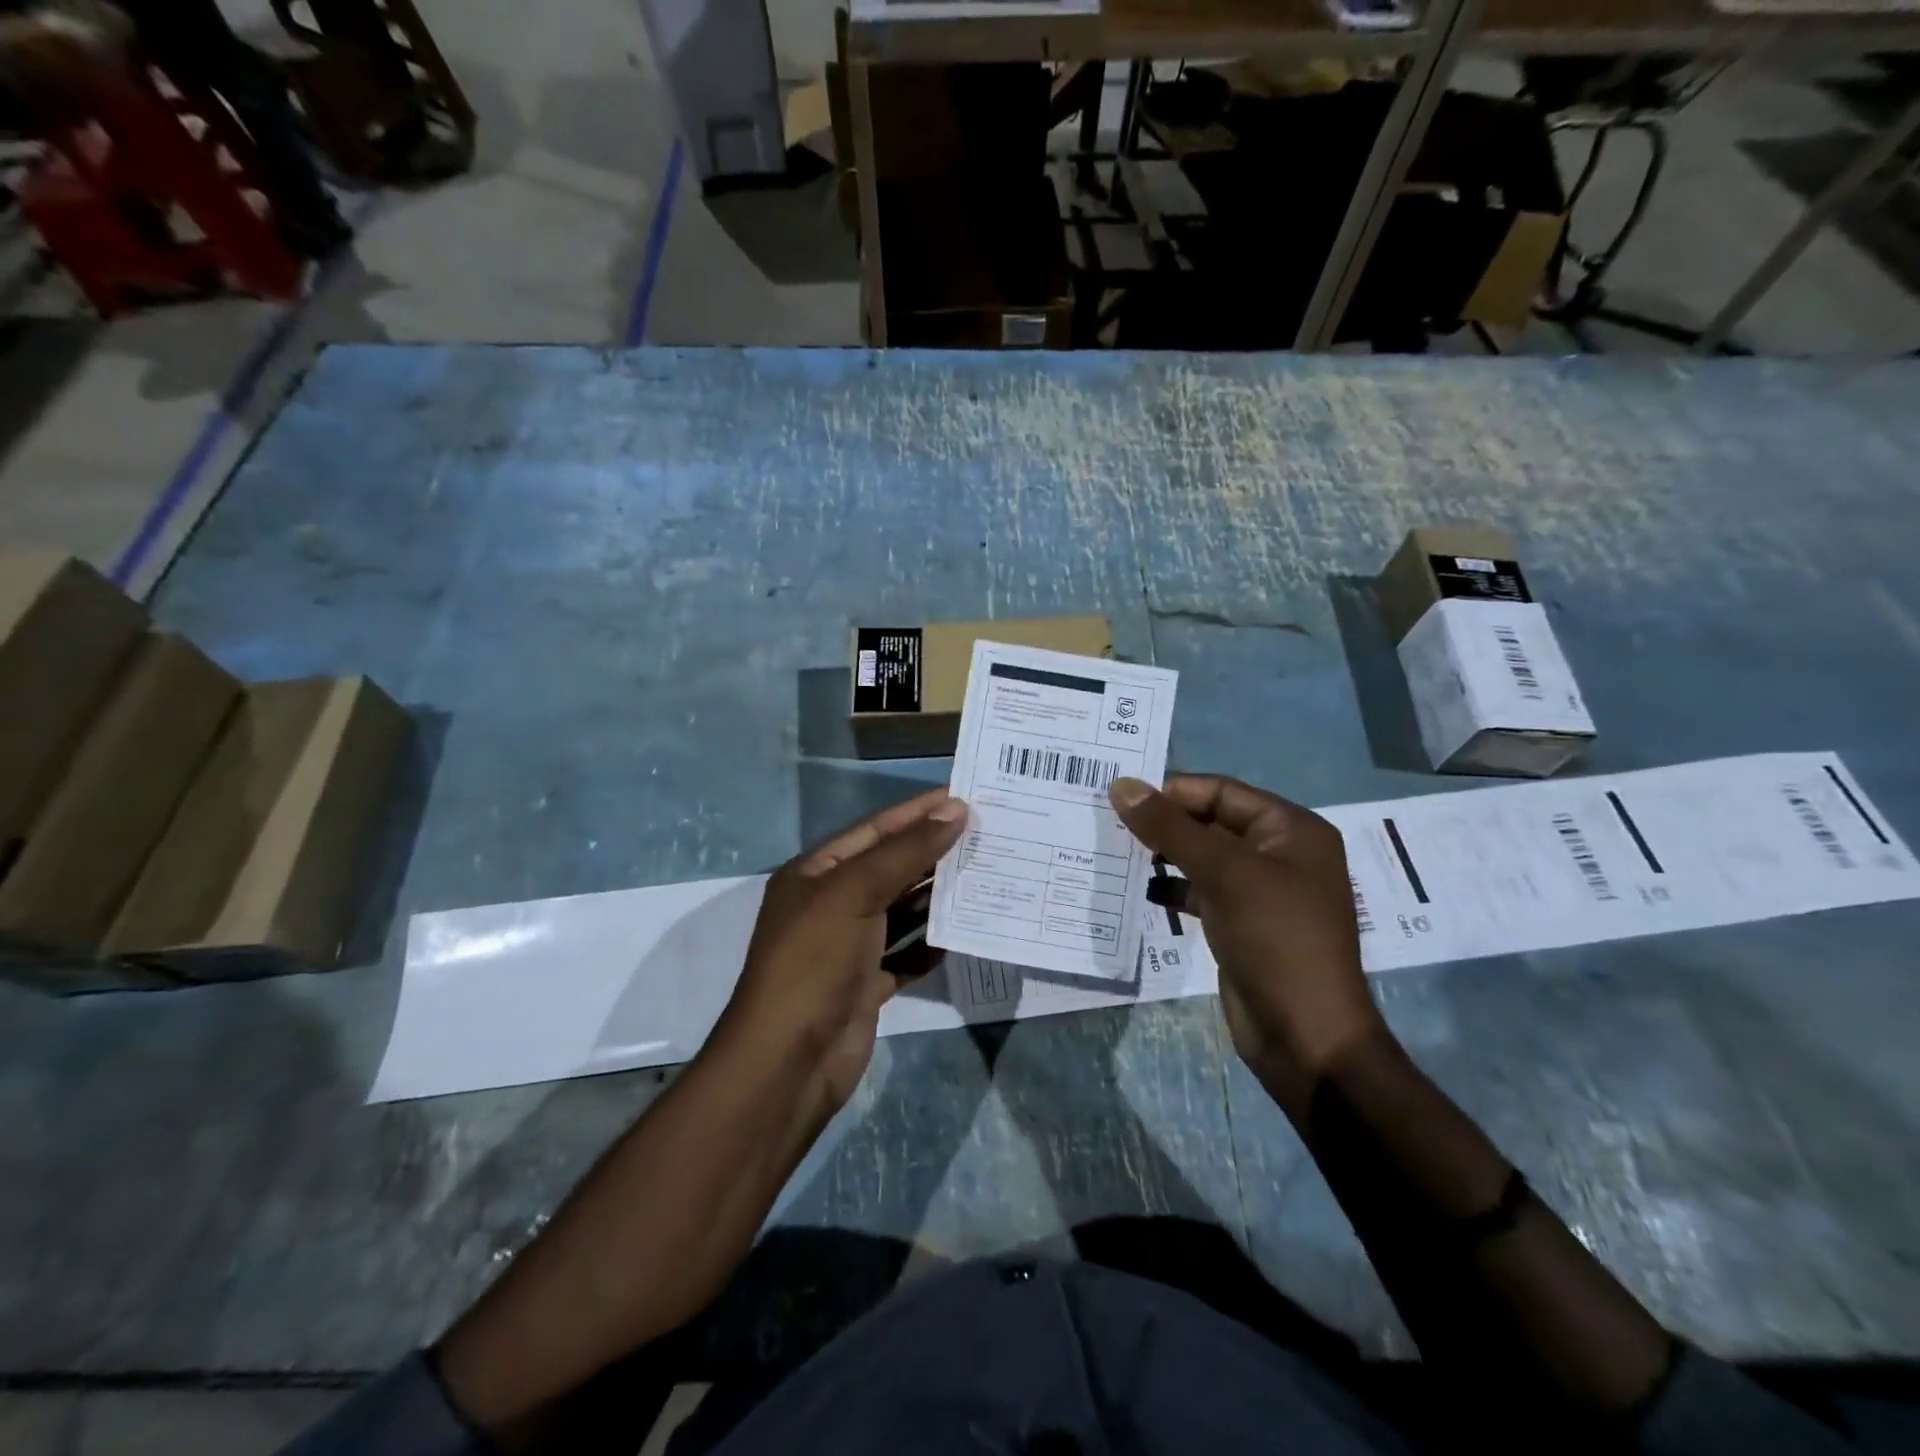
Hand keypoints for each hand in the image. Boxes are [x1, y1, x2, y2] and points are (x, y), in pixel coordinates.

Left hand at [718, 788, 967, 1105]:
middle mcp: (831, 904)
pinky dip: (930, 945)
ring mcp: (849, 946)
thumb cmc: (815, 961)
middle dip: (933, 852)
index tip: (963, 797)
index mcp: (817, 873)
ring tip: (984, 877)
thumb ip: (906, 852)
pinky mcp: (867, 984)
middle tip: (986, 836)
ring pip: (901, 911)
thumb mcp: (855, 894)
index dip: (917, 812)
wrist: (789, 1062)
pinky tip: (960, 934)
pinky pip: (906, 954)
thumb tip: (955, 811)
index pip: (875, 830)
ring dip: (936, 897)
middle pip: (890, 867)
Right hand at [1109, 775, 1382, 1097]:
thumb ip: (1170, 828)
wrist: (1305, 1036)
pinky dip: (1174, 888)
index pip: (1222, 792)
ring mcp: (1261, 891)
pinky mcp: (1242, 923)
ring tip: (1117, 852)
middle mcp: (1279, 853)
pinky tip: (1142, 891)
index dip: (1173, 791)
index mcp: (1290, 829)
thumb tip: (1121, 785)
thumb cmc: (1274, 939)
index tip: (1121, 797)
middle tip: (1110, 822)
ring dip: (1165, 854)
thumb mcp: (1223, 874)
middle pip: (1212, 822)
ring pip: (1203, 857)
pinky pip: (1202, 891)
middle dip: (1165, 823)